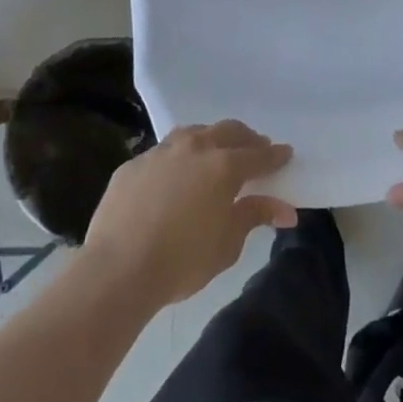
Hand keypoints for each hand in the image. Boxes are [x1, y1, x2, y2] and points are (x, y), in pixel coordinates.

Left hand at [81, 120, 296, 307]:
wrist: (116, 270)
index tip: (285, 153)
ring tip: (216, 152)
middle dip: (246, 139)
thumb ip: (254, 216)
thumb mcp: (227, 244)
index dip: (275, 155)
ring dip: (211, 138)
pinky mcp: (133, 164)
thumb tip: (284, 208)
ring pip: (194, 133)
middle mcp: (195, 148)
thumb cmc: (182, 261)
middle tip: (255, 149)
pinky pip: (163, 152)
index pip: (258, 154)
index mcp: (224, 166)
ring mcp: (160, 152)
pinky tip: (175, 175)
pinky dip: (178, 157)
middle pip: (228, 131)